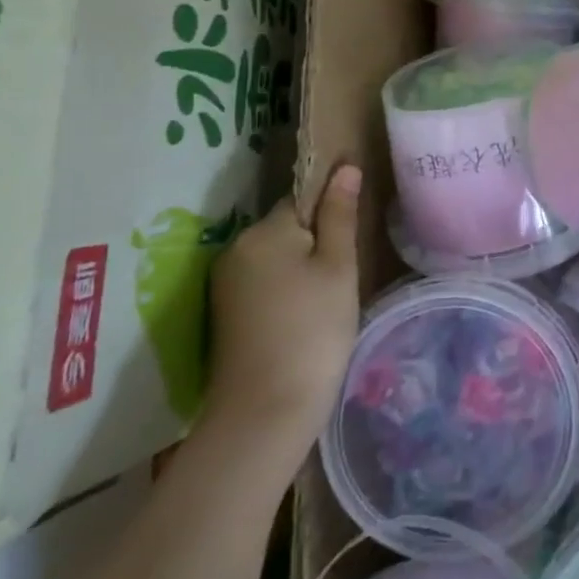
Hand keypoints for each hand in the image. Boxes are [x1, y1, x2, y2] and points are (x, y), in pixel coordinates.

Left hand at [199, 167, 361, 464]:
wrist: (265, 411)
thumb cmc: (314, 329)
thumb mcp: (338, 267)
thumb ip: (340, 214)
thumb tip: (345, 167)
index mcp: (264, 230)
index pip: (304, 199)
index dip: (332, 215)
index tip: (352, 242)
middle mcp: (237, 248)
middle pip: (288, 227)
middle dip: (317, 242)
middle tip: (345, 276)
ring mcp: (226, 283)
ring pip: (277, 257)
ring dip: (303, 268)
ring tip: (329, 300)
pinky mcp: (226, 313)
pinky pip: (265, 282)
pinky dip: (286, 291)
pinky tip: (304, 317)